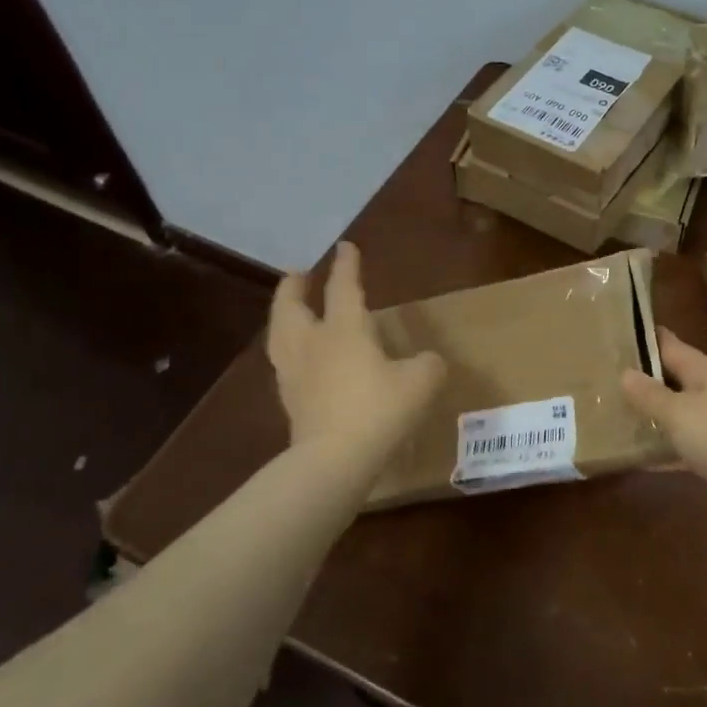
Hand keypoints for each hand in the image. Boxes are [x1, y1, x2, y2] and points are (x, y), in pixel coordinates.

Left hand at [267, 242, 444, 462]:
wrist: (334, 460)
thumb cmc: (379, 410)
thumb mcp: (422, 382)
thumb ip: (428, 364)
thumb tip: (426, 361)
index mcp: (345, 329)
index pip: (344, 287)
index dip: (347, 266)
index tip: (345, 247)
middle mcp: (313, 343)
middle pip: (291, 306)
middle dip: (294, 287)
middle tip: (297, 274)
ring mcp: (295, 373)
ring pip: (279, 334)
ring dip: (282, 316)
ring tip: (288, 311)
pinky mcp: (289, 401)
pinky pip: (283, 365)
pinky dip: (287, 351)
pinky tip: (297, 359)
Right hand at [622, 326, 706, 531]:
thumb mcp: (676, 412)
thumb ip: (649, 394)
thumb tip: (625, 373)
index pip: (671, 345)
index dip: (647, 339)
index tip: (620, 335)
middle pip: (677, 377)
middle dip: (649, 378)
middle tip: (612, 378)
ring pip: (684, 410)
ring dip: (659, 413)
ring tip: (622, 414)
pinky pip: (690, 442)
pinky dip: (670, 446)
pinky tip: (646, 457)